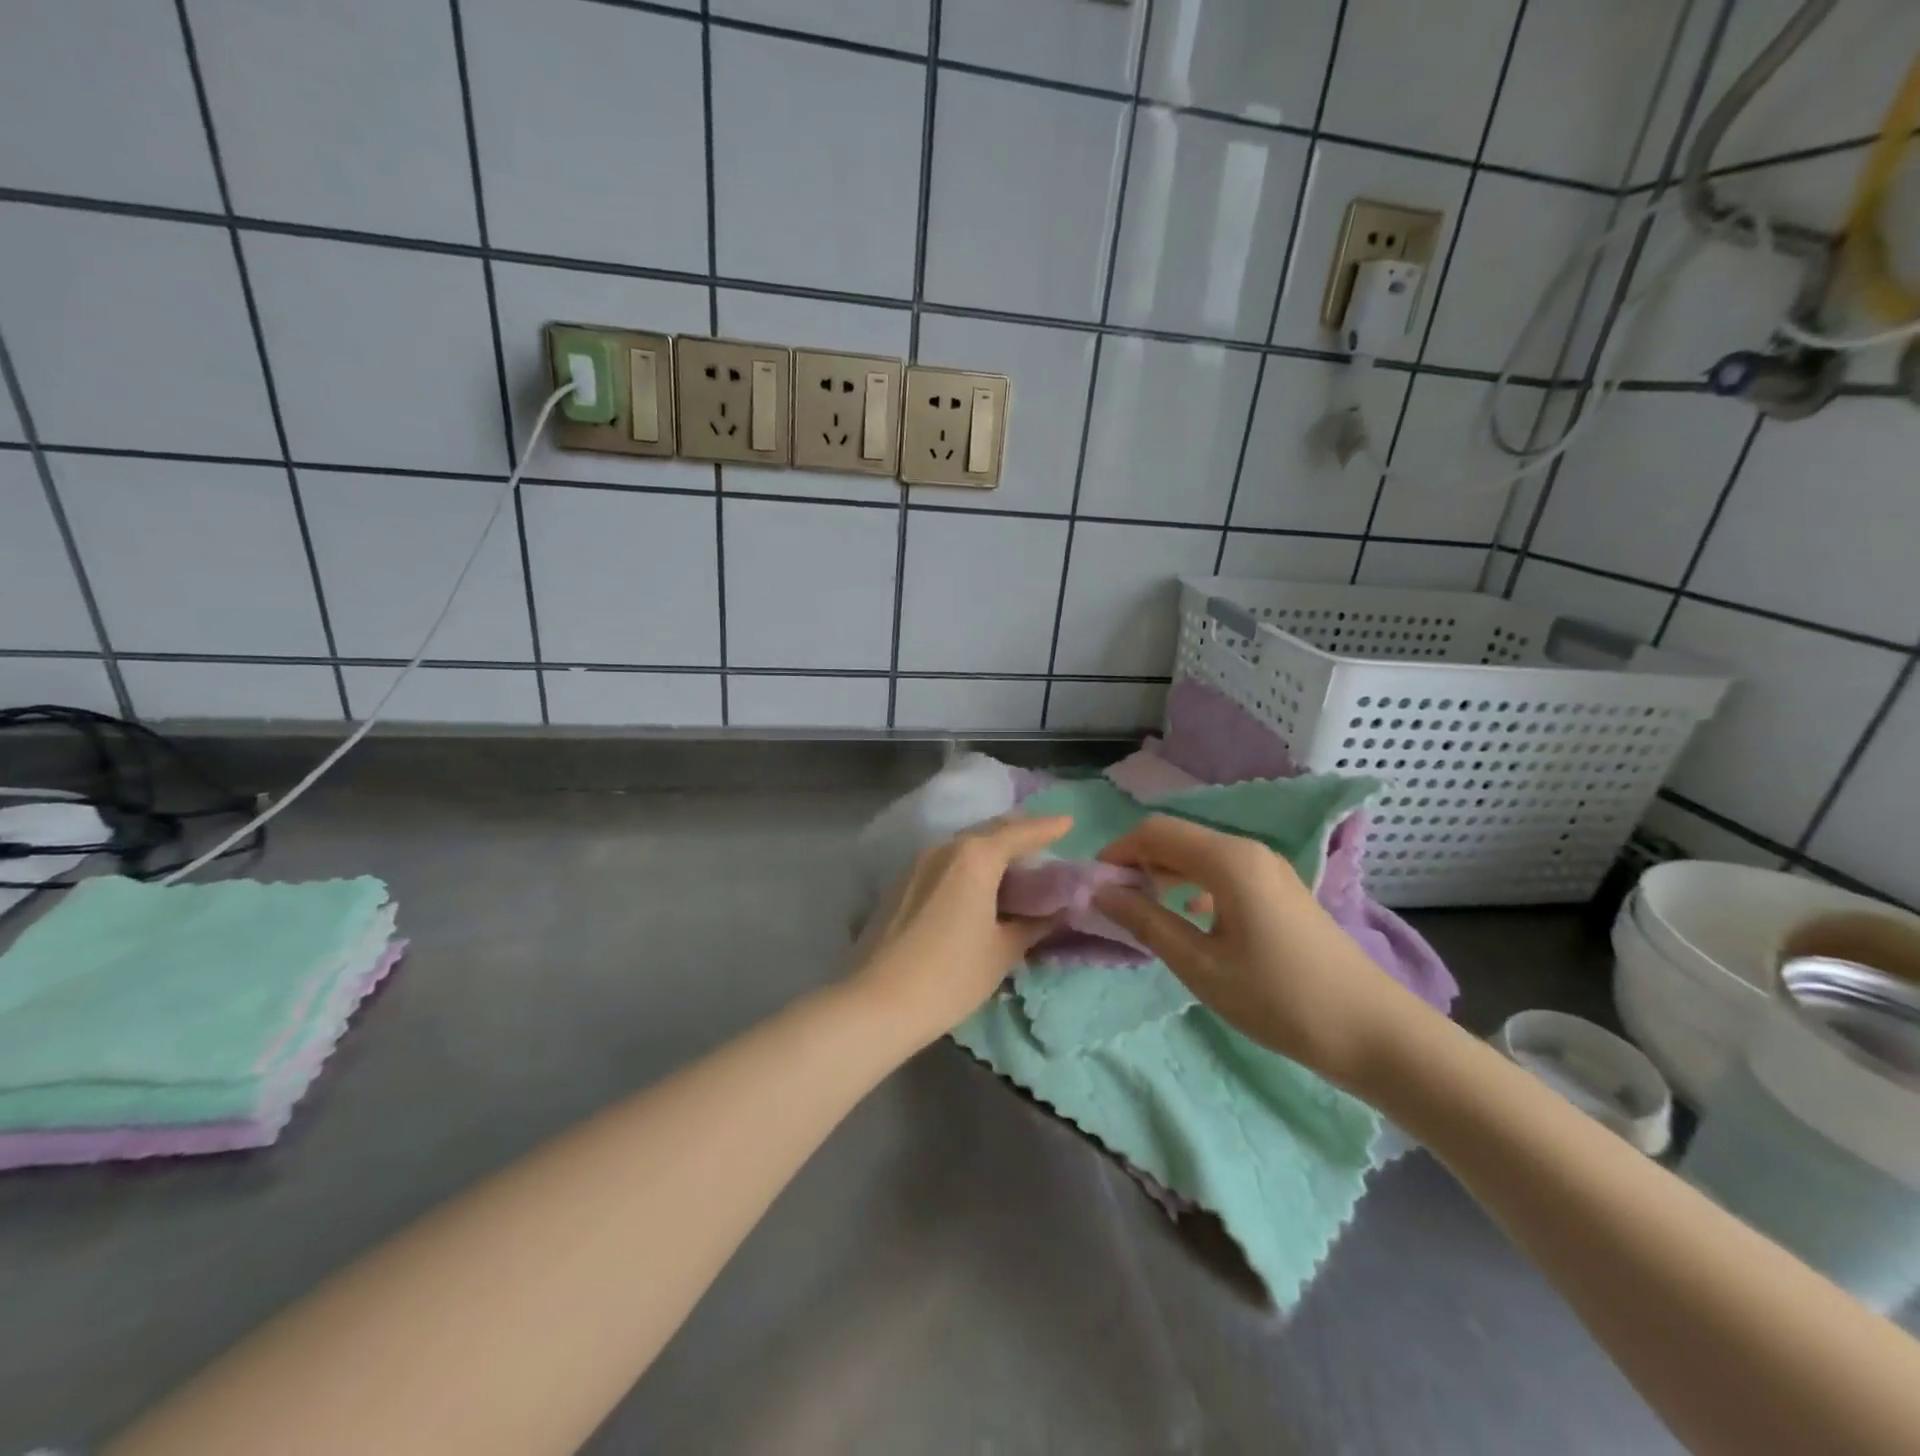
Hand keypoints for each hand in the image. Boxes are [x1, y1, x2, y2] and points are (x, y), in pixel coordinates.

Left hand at [849, 814, 1072, 1047]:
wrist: (878, 1002)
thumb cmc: (952, 975)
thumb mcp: (1003, 951)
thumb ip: (1032, 925)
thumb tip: (1054, 912)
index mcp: (975, 857)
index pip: (1019, 833)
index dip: (1046, 827)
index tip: (1068, 821)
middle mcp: (945, 848)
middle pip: (988, 831)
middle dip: (1017, 831)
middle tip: (1043, 839)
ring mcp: (917, 863)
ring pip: (963, 844)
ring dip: (990, 847)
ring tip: (1013, 862)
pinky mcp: (901, 883)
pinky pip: (944, 860)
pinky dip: (967, 863)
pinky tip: (977, 884)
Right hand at [1093, 815, 1426, 1086]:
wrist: (1373, 1032)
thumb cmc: (1279, 999)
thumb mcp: (1200, 966)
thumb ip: (1146, 922)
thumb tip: (1101, 892)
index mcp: (1228, 860)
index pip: (1155, 831)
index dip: (1117, 851)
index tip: (1095, 886)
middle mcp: (1248, 850)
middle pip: (1177, 838)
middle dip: (1139, 862)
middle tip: (1114, 903)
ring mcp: (1269, 868)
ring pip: (1200, 854)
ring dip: (1165, 874)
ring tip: (1144, 912)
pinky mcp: (1280, 889)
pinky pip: (1223, 871)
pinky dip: (1193, 885)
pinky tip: (1189, 918)